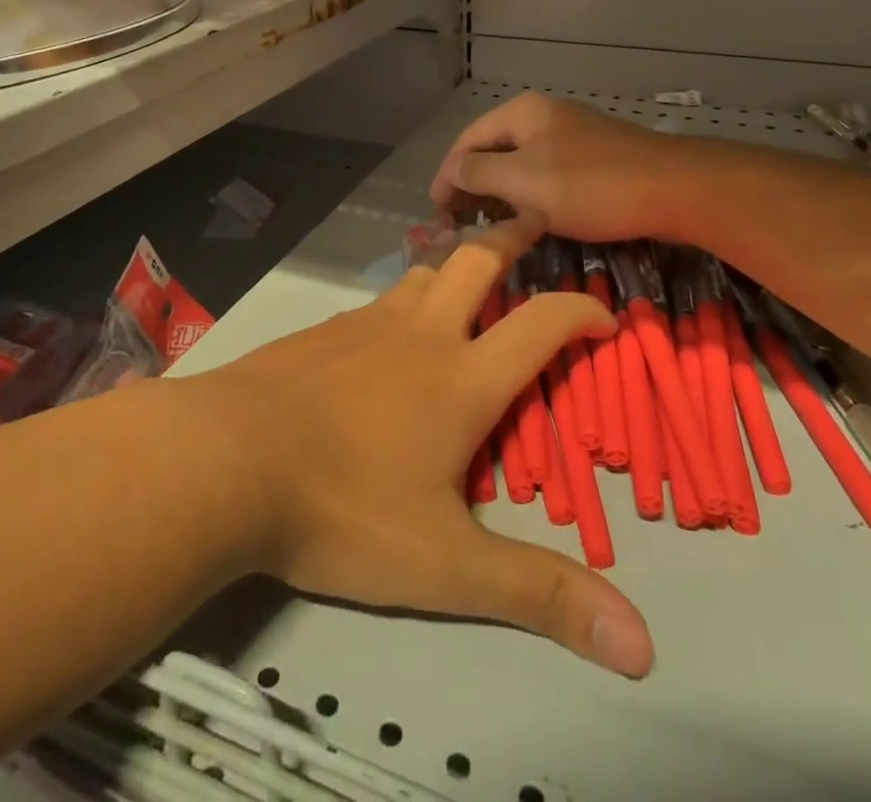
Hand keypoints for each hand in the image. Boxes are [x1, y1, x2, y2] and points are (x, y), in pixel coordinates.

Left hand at [191, 218, 653, 678]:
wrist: (226, 460)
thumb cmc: (343, 508)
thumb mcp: (446, 566)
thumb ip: (539, 595)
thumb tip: (643, 647)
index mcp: (462, 378)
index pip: (541, 323)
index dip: (582, 312)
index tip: (605, 316)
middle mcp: (420, 334)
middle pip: (476, 260)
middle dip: (511, 237)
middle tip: (532, 224)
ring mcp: (364, 324)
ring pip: (422, 273)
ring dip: (453, 266)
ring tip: (466, 275)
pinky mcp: (321, 331)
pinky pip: (375, 302)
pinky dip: (401, 301)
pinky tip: (386, 332)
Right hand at [430, 92, 693, 243]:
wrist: (674, 189)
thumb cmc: (590, 185)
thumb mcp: (524, 181)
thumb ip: (479, 174)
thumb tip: (452, 172)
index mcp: (522, 113)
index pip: (468, 140)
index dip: (446, 175)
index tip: (434, 212)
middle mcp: (543, 116)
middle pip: (493, 149)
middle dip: (471, 185)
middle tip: (456, 222)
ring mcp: (572, 136)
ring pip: (521, 165)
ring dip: (499, 194)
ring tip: (485, 226)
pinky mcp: (594, 159)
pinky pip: (547, 176)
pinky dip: (529, 197)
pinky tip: (528, 220)